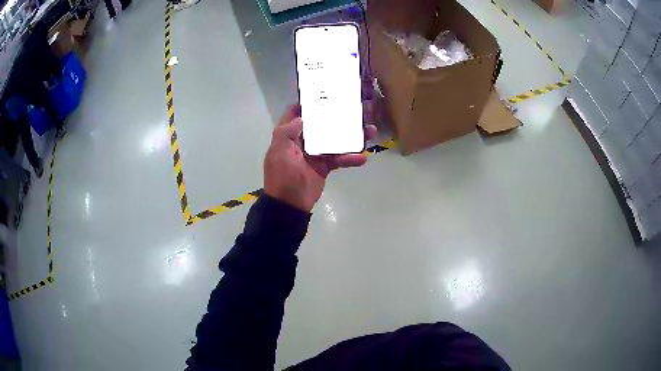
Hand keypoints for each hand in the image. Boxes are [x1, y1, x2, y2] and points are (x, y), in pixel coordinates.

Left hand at [264, 104, 376, 211]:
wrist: (290, 205)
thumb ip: (287, 131)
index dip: (307, 103)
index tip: (325, 93)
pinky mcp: (325, 165)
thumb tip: (302, 116)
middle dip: (337, 115)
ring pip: (334, 139)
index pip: (296, 113)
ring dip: (351, 135)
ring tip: (370, 130)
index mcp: (289, 134)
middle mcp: (303, 140)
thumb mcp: (279, 152)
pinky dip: (350, 158)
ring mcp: (315, 152)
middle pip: (321, 123)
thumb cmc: (283, 176)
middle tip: (357, 107)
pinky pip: (339, 158)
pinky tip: (363, 157)